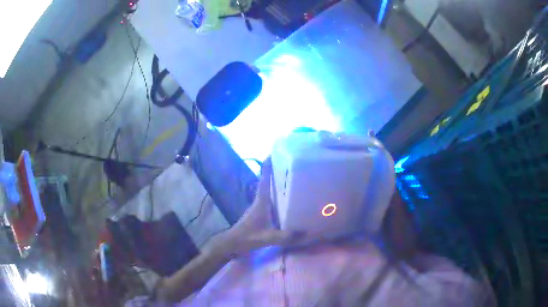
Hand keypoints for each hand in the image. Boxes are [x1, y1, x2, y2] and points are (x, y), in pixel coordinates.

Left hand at [214, 158, 304, 258]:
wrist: (233, 243)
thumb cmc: (247, 237)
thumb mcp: (267, 237)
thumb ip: (285, 236)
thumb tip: (305, 233)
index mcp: (261, 202)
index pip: (264, 180)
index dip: (267, 165)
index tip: (273, 152)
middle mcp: (259, 200)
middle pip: (267, 181)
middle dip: (275, 170)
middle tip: (288, 162)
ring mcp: (258, 206)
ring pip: (268, 189)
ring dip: (275, 181)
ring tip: (290, 177)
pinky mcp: (259, 212)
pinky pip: (269, 198)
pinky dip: (275, 193)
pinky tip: (285, 199)